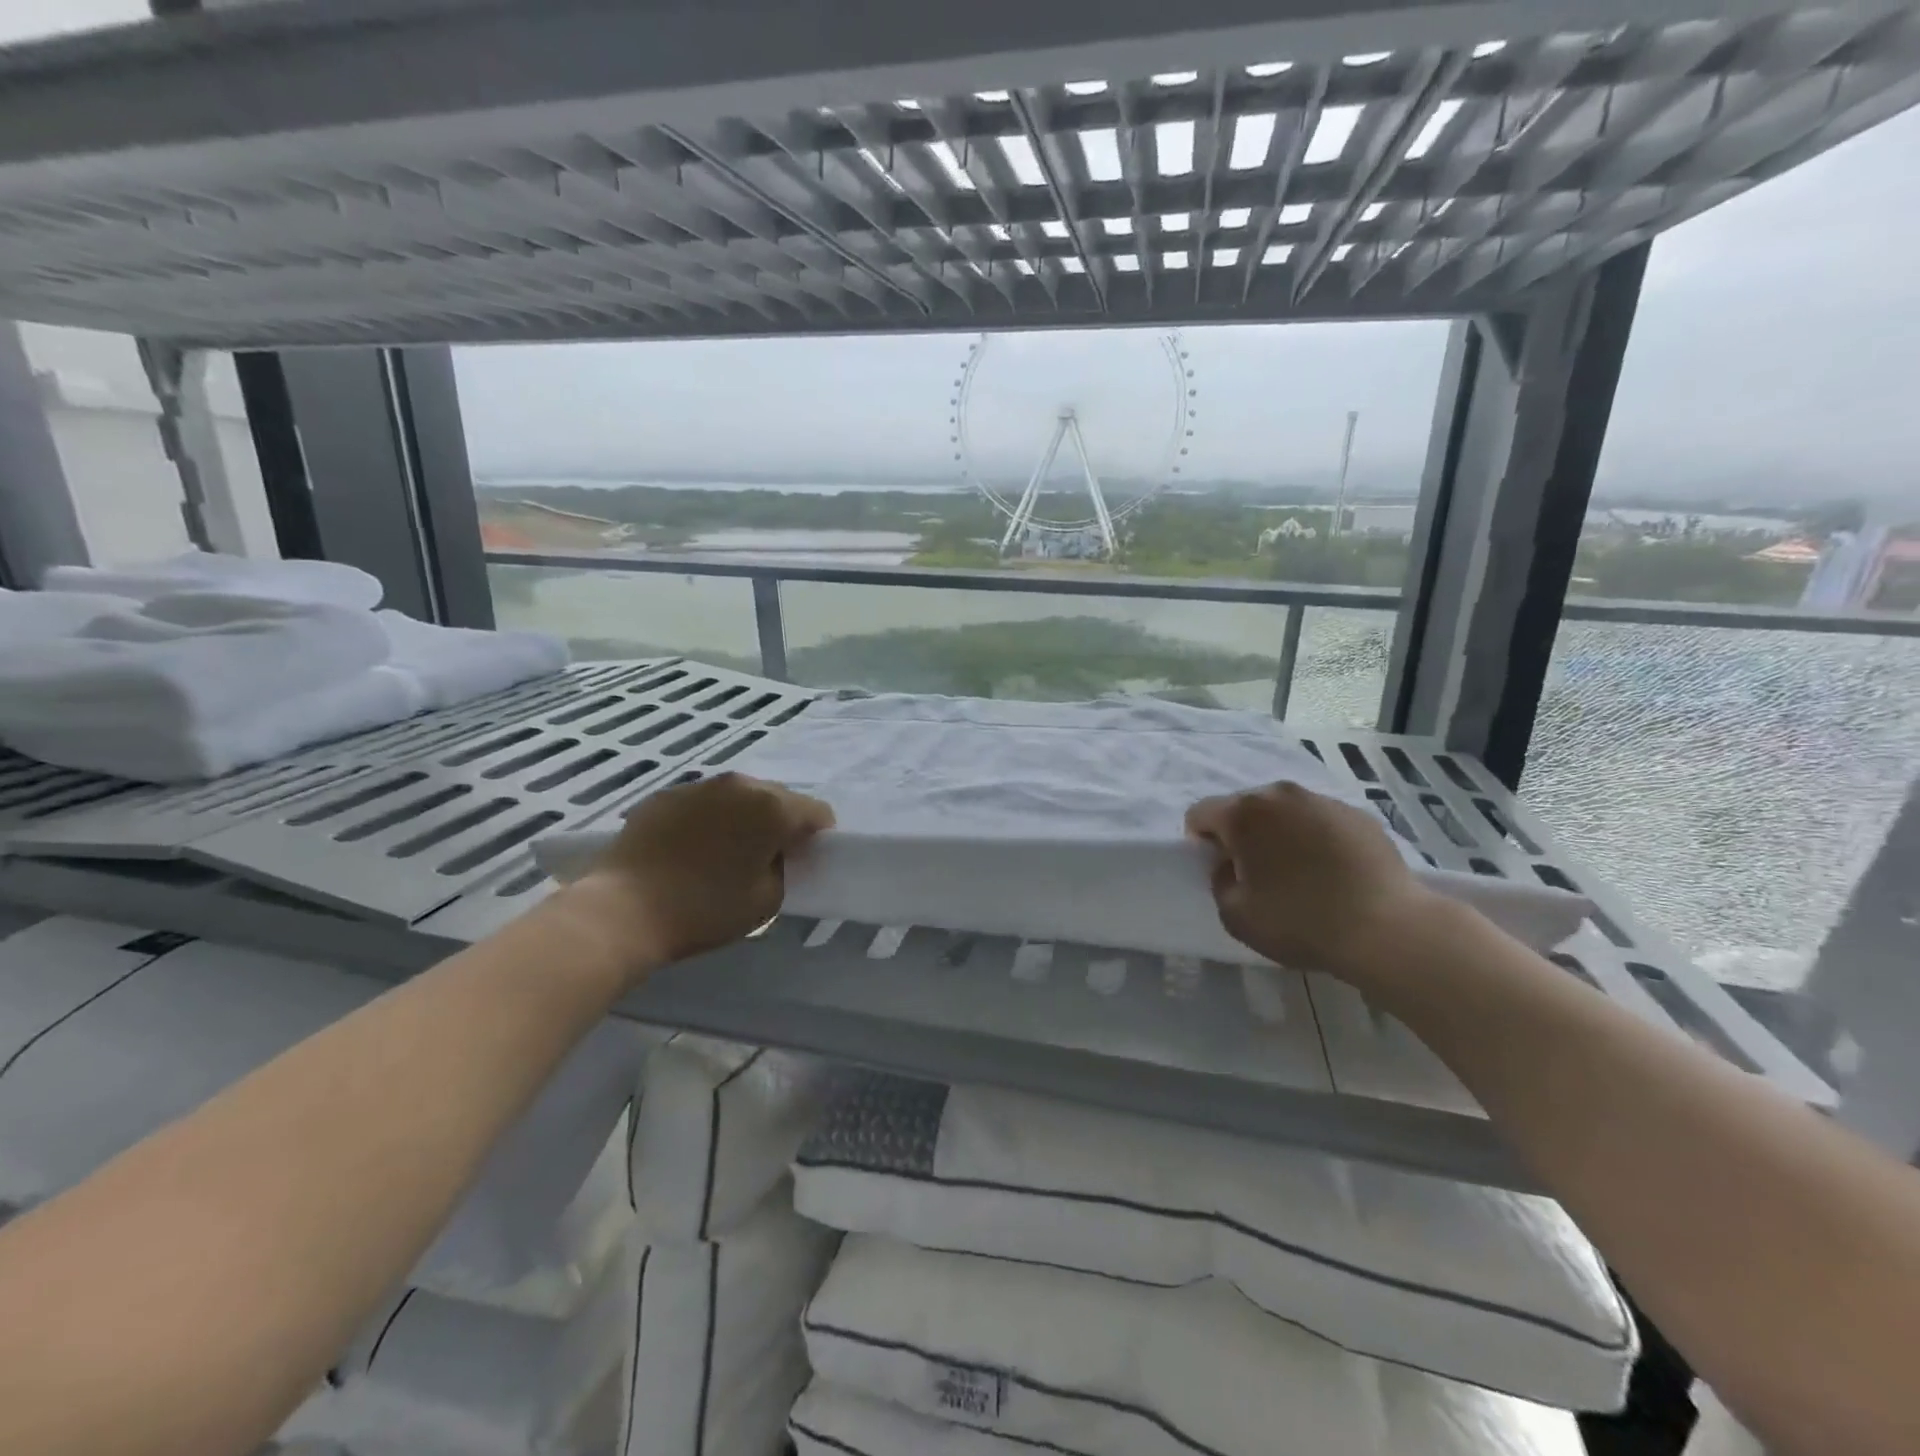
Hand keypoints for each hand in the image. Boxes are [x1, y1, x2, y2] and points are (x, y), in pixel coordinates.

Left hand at [564, 773, 833, 973]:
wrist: (623, 910)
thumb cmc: (705, 910)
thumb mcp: (767, 899)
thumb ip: (786, 868)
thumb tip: (779, 854)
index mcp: (772, 807)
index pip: (817, 812)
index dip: (817, 837)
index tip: (803, 861)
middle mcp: (740, 784)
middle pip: (778, 798)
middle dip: (780, 823)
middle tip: (767, 858)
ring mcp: (699, 785)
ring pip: (738, 797)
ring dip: (743, 817)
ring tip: (726, 852)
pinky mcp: (665, 795)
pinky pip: (703, 803)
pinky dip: (708, 819)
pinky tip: (691, 850)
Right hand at [1185, 782, 1436, 979]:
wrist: (1387, 929)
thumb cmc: (1299, 922)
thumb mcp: (1235, 915)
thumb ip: (1219, 881)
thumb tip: (1230, 865)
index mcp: (1243, 813)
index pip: (1200, 814)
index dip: (1202, 843)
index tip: (1222, 871)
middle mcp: (1280, 794)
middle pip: (1243, 807)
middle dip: (1242, 834)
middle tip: (1259, 874)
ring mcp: (1323, 801)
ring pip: (1284, 811)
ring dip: (1280, 833)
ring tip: (1299, 872)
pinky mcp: (1358, 814)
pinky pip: (1320, 821)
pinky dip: (1315, 839)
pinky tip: (1332, 872)